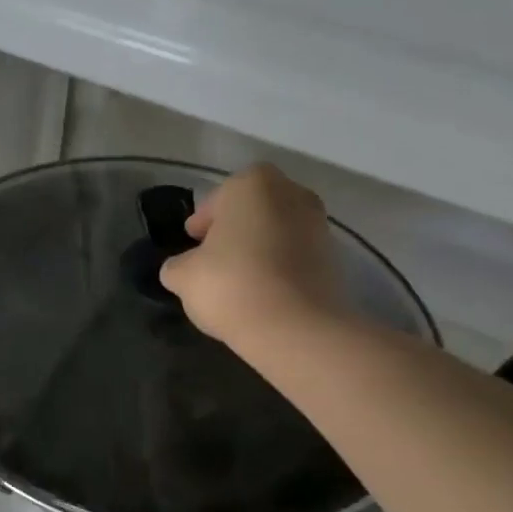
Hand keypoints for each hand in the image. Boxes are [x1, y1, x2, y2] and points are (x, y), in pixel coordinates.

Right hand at [158, 163, 344, 346]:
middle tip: (215, 258)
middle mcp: (292, 194)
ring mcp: (319, 225)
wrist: (297, 328)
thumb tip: (181, 268)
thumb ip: (177, 265)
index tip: (193, 243)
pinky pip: (296, 256)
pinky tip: (263, 294)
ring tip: (239, 281)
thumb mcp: (183, 276)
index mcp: (252, 184)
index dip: (204, 220)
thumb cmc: (232, 284)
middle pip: (253, 209)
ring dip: (259, 249)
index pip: (220, 196)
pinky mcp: (335, 259)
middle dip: (235, 230)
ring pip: (277, 231)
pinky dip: (280, 268)